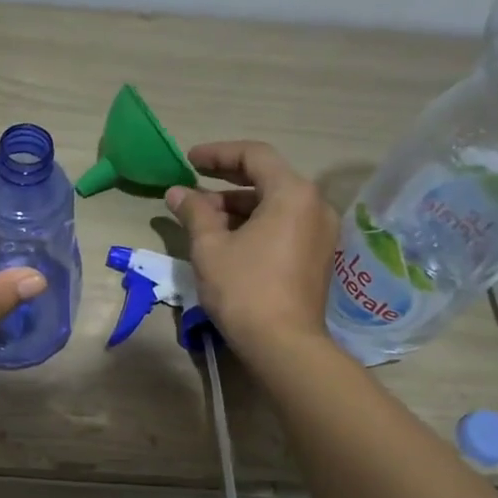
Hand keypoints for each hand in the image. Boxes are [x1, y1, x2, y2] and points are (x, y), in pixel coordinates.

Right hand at [166, 140, 335, 362]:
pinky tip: (227, 238)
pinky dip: (255, 223)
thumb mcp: (210, 247)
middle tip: (192, 185)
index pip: (254, 156)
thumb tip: (177, 192)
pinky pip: (284, 225)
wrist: (283, 344)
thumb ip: (194, 212)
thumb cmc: (244, 289)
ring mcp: (320, 232)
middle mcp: (314, 205)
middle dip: (226, 181)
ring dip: (238, 205)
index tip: (188, 160)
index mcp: (292, 193)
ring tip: (202, 217)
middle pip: (267, 178)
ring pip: (275, 204)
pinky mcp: (317, 256)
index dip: (218, 153)